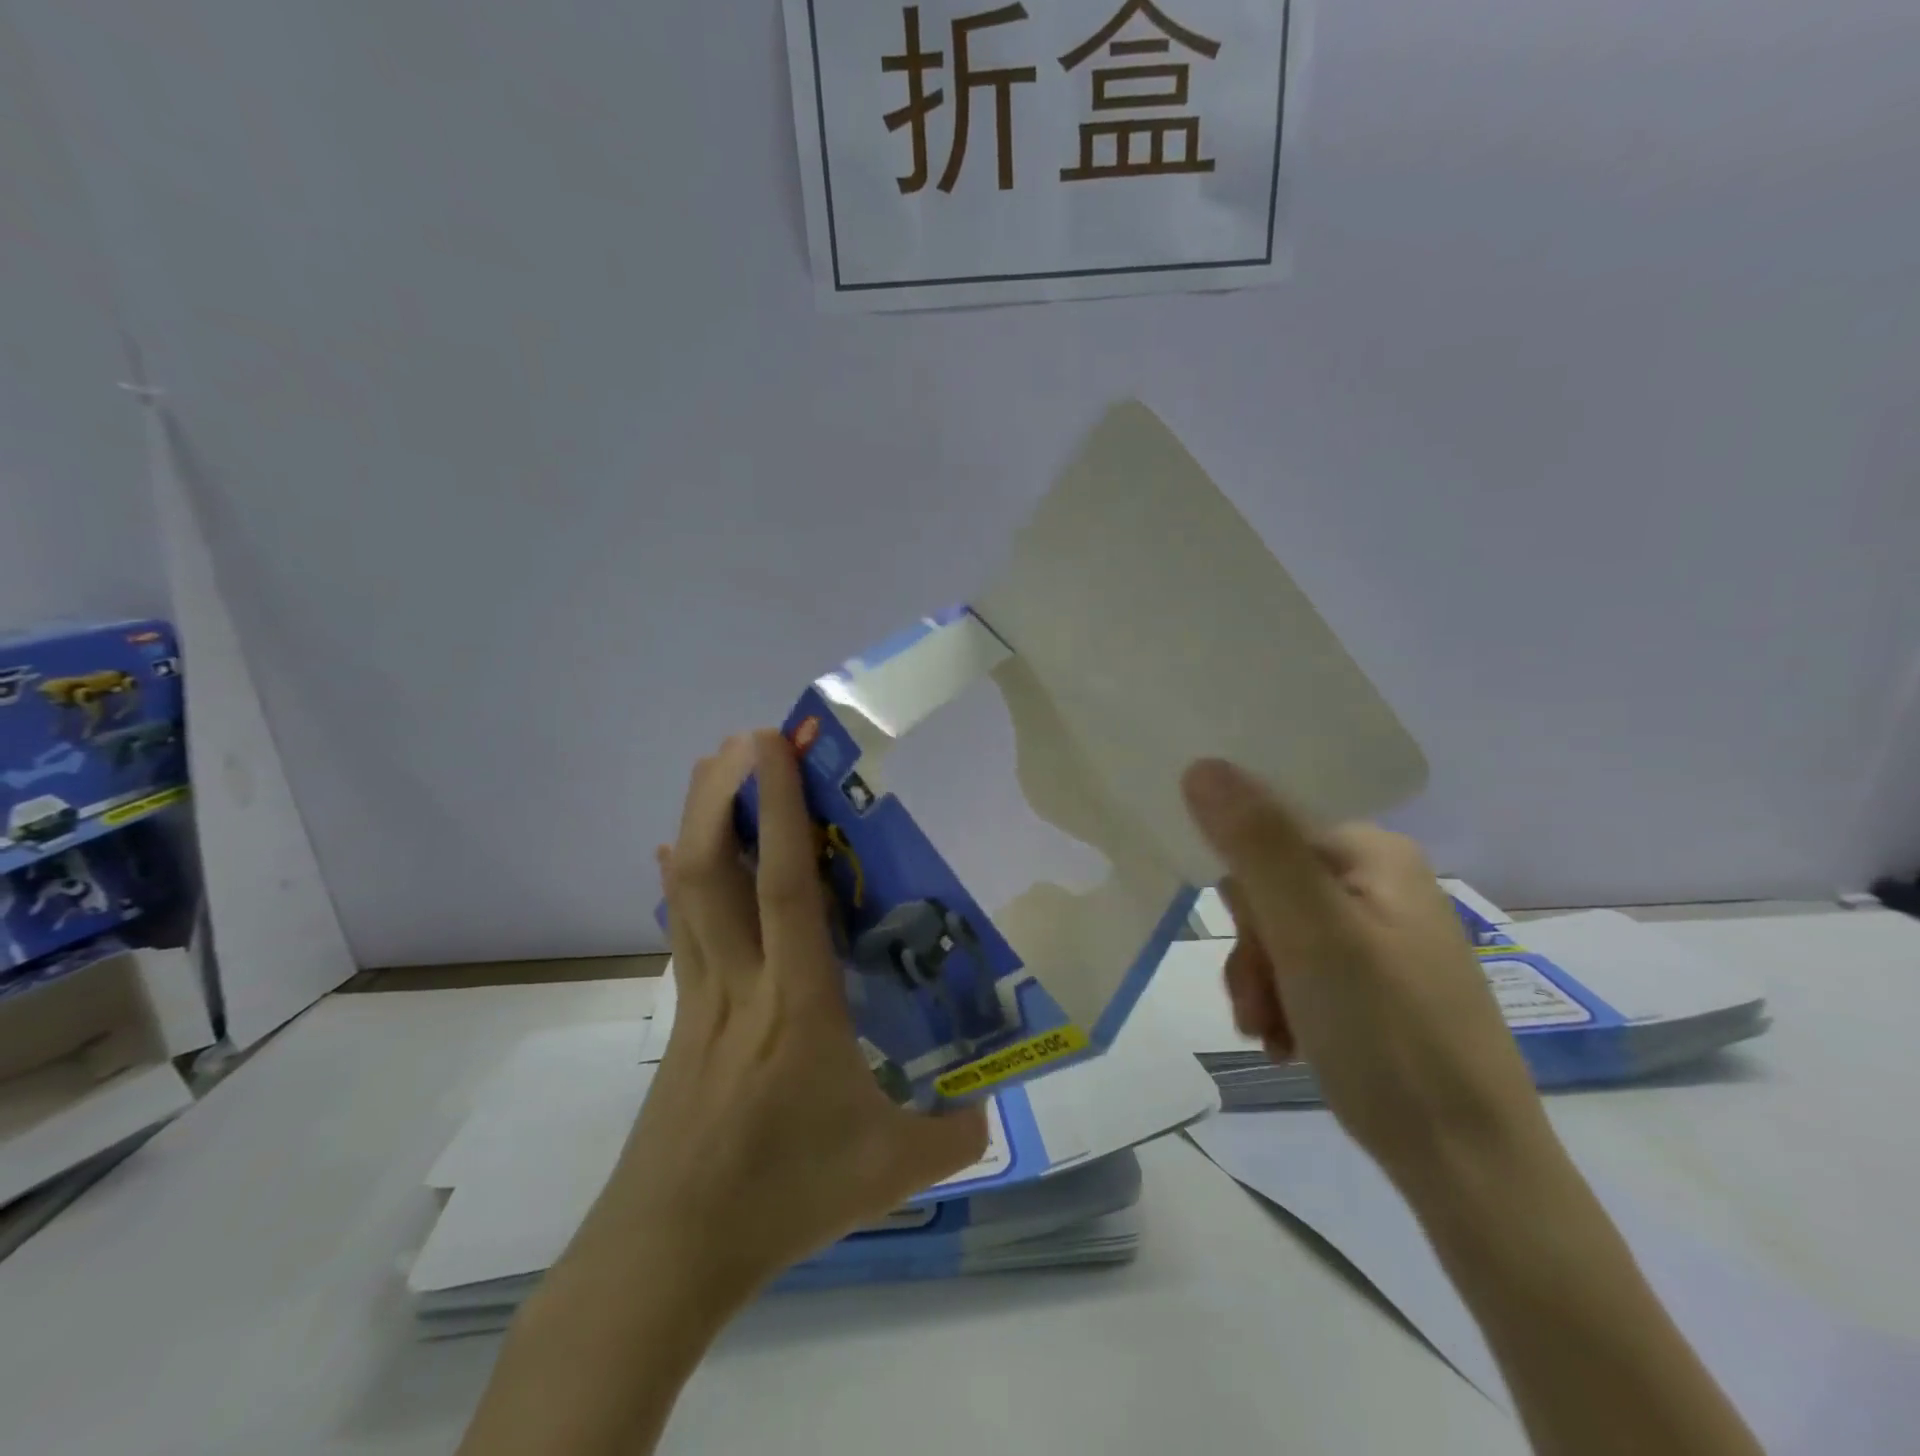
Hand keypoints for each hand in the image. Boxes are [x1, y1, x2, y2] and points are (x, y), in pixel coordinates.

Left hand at [588, 730, 987, 1305]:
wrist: (668, 1254)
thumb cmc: (781, 1199)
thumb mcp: (891, 1171)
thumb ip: (957, 1134)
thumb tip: (1000, 1102)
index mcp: (797, 1004)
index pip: (785, 889)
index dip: (779, 811)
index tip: (772, 746)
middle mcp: (741, 982)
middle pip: (714, 870)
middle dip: (722, 793)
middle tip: (742, 739)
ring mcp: (701, 996)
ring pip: (689, 891)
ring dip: (698, 821)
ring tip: (714, 768)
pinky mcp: (682, 1015)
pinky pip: (681, 928)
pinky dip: (679, 880)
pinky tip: (674, 853)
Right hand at [1180, 758, 1550, 1191]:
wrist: (1472, 1172)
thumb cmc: (1389, 1039)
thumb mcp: (1311, 934)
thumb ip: (1257, 844)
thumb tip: (1201, 763)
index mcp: (1374, 853)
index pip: (1266, 836)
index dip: (1241, 894)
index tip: (1249, 950)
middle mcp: (1380, 882)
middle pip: (1269, 888)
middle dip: (1251, 949)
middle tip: (1259, 1003)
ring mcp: (1381, 934)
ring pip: (1278, 934)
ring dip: (1260, 983)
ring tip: (1272, 1036)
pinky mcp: (1378, 981)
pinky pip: (1303, 970)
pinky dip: (1284, 1004)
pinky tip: (1288, 1044)